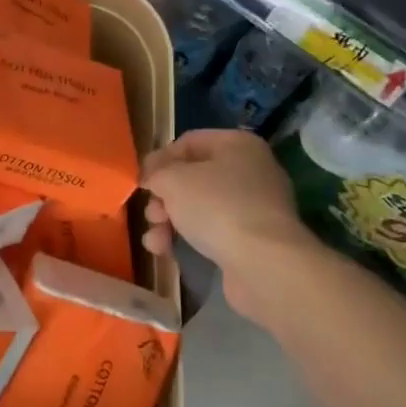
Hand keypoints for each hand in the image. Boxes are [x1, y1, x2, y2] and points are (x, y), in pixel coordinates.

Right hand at [141, 129, 316, 319]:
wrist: (264, 264)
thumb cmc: (218, 207)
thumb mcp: (174, 180)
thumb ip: (156, 173)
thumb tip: (153, 178)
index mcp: (237, 144)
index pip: (189, 142)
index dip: (160, 159)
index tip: (141, 181)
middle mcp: (251, 170)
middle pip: (194, 177)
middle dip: (165, 196)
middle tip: (151, 213)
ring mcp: (254, 208)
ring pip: (201, 207)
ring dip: (170, 220)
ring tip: (155, 238)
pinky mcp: (253, 241)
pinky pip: (213, 232)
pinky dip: (188, 239)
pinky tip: (165, 252)